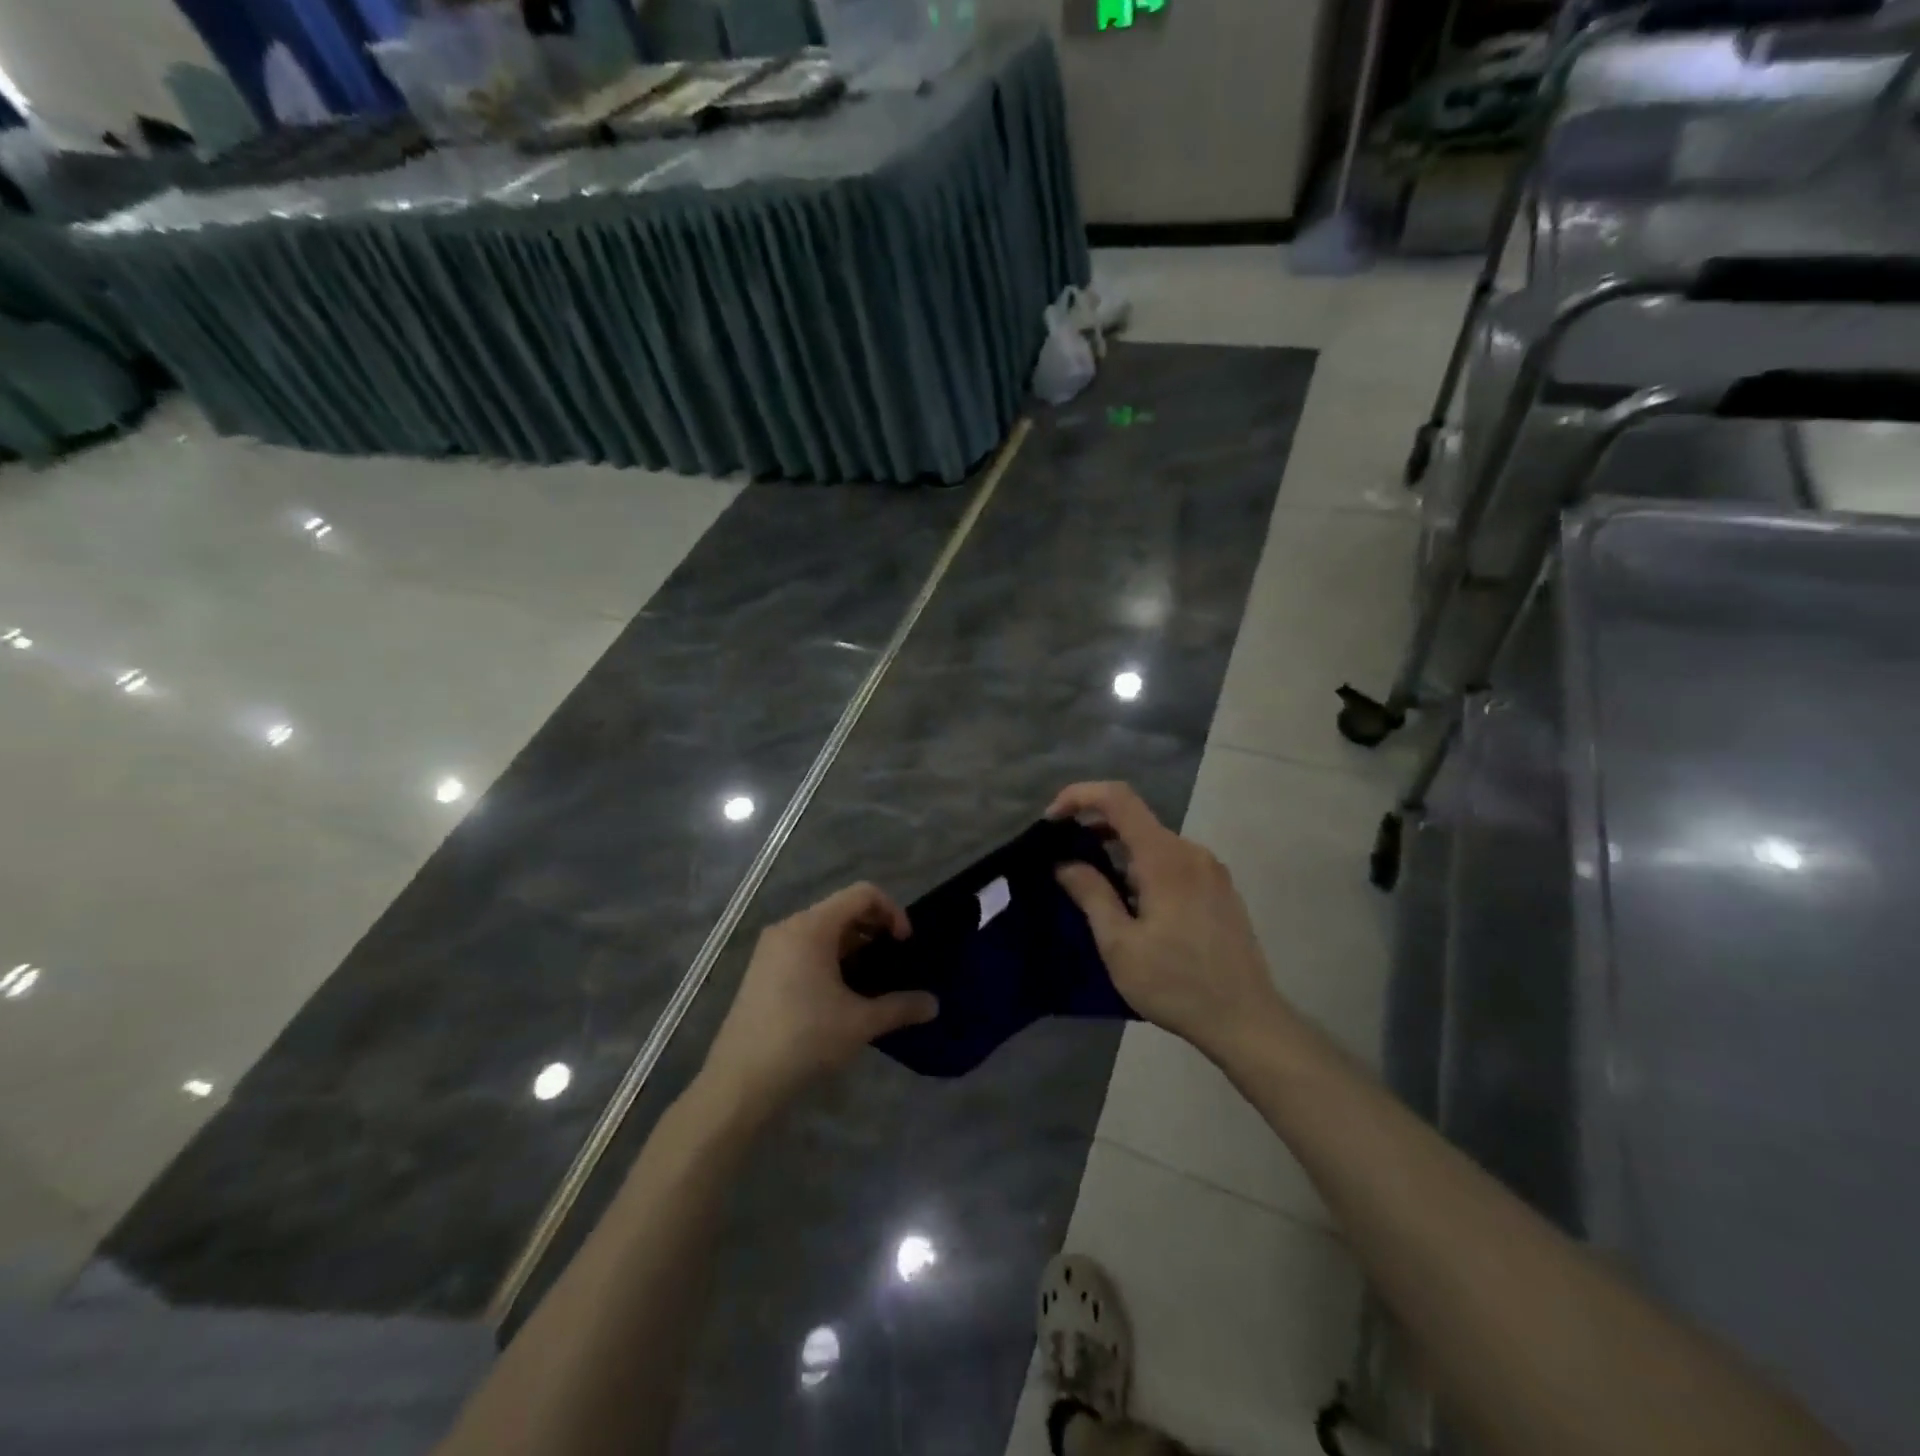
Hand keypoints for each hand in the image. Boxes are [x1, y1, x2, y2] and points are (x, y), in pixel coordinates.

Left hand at [700, 883, 938, 1115]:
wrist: (740, 1081)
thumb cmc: (804, 1040)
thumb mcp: (860, 1023)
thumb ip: (900, 1007)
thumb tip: (934, 1005)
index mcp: (812, 927)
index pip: (862, 894)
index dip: (892, 911)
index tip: (905, 945)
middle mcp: (790, 927)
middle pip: (842, 909)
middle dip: (874, 929)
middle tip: (893, 962)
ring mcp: (772, 948)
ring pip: (823, 930)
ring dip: (853, 946)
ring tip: (871, 981)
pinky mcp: (762, 970)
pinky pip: (805, 947)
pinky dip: (830, 958)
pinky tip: (840, 994)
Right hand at [1049, 781, 1285, 1062]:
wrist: (1246, 1021)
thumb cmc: (1176, 984)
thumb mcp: (1120, 945)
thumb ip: (1091, 894)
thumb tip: (1065, 863)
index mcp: (1164, 858)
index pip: (1118, 798)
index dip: (1079, 796)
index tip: (1052, 821)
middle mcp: (1191, 851)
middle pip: (1135, 819)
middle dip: (1094, 829)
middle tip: (1064, 859)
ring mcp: (1210, 869)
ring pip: (1154, 842)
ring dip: (1119, 852)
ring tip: (1096, 888)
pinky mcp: (1220, 888)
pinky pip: (1173, 860)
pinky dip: (1144, 866)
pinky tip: (1134, 904)